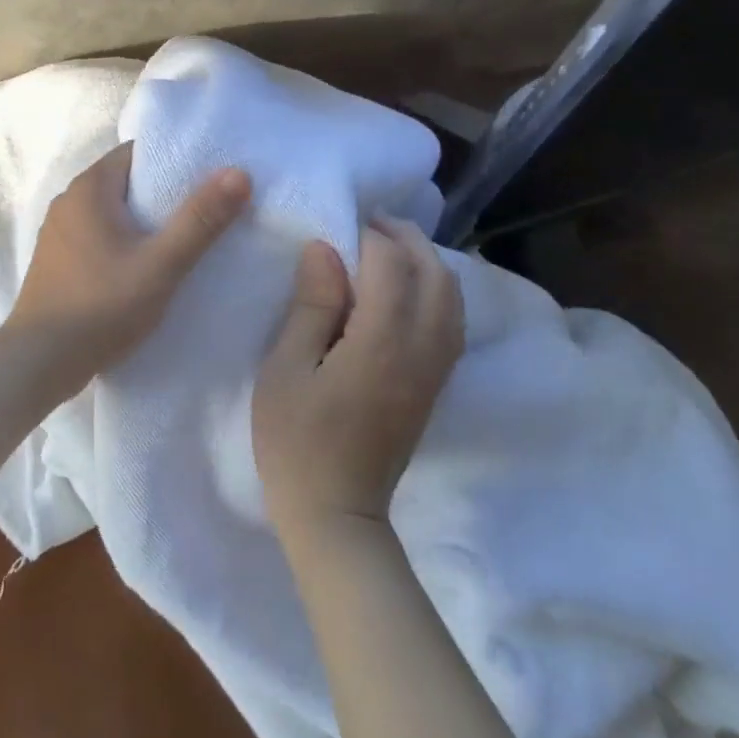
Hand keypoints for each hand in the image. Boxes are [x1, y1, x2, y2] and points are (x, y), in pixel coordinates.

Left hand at [5, 143, 251, 399]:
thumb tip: (239, 173)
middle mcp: (69, 200)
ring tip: (183, 239)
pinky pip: (98, 235)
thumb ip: (200, 220)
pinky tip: (145, 266)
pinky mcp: (56, 260)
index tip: (208, 178)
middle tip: (206, 211)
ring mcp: (58, 231)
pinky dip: (123, 242)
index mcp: (89, 187)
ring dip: (143, 222)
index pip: (137, 153)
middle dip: (164, 194)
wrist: (38, 362)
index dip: (174, 161)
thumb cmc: (101, 306)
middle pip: (126, 182)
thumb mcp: (161, 265)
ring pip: (112, 212)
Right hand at [253, 216, 464, 535]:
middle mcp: (422, 350)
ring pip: (452, 298)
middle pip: (436, 275)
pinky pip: (452, 322)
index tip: (340, 226)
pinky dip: (437, 291)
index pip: (391, 266)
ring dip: (427, 263)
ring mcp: (435, 371)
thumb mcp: (285, 368)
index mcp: (381, 342)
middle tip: (372, 224)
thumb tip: (325, 249)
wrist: (336, 514)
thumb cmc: (296, 440)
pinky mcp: (435, 387)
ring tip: (390, 249)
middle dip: (408, 240)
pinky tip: (407, 291)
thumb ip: (311, 305)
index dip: (369, 237)